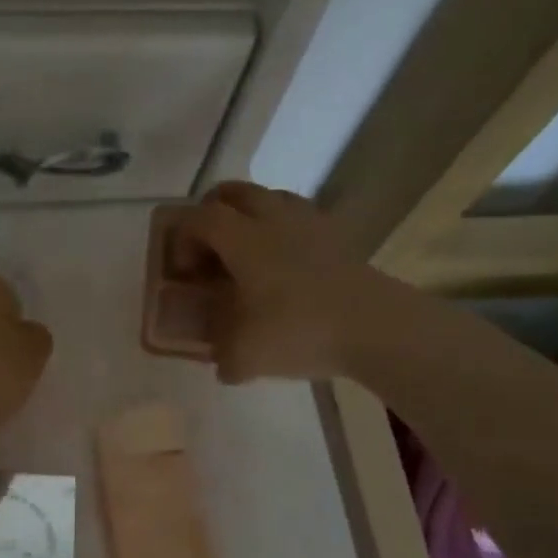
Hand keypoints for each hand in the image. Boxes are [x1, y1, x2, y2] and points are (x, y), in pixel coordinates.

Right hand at [171, 182, 409, 383]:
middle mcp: (272, 219)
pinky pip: (298, 216)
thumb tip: (224, 365)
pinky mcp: (336, 235)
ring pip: (268, 198)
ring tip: (246, 256)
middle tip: (207, 250)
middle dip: (210, 215)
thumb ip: (225, 358)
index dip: (182, 239)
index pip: (199, 218)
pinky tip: (285, 265)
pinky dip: (281, 230)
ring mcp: (309, 222)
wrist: (376, 326)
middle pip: (232, 193)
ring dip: (247, 217)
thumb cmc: (300, 331)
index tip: (184, 272)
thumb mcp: (246, 356)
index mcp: (243, 240)